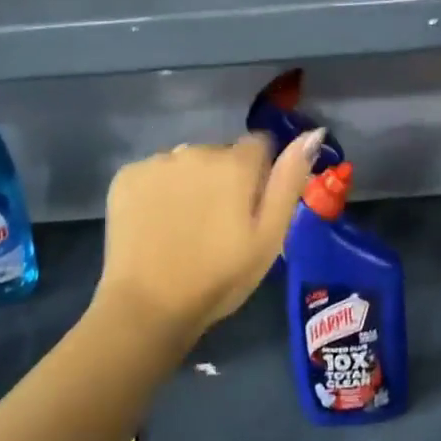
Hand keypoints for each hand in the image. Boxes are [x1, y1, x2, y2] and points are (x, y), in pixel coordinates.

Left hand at [95, 129, 324, 345]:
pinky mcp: (127, 175)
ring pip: (186, 163)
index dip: (259, 174)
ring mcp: (157, 161)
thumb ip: (289, 180)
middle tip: (216, 225)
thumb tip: (313, 132)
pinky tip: (156, 224)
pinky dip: (157, 191)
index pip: (258, 145)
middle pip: (220, 153)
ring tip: (184, 227)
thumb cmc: (219, 277)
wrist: (148, 307)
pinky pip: (153, 173)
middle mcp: (196, 150)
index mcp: (235, 163)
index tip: (249, 207)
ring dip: (190, 183)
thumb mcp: (269, 236)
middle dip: (223, 179)